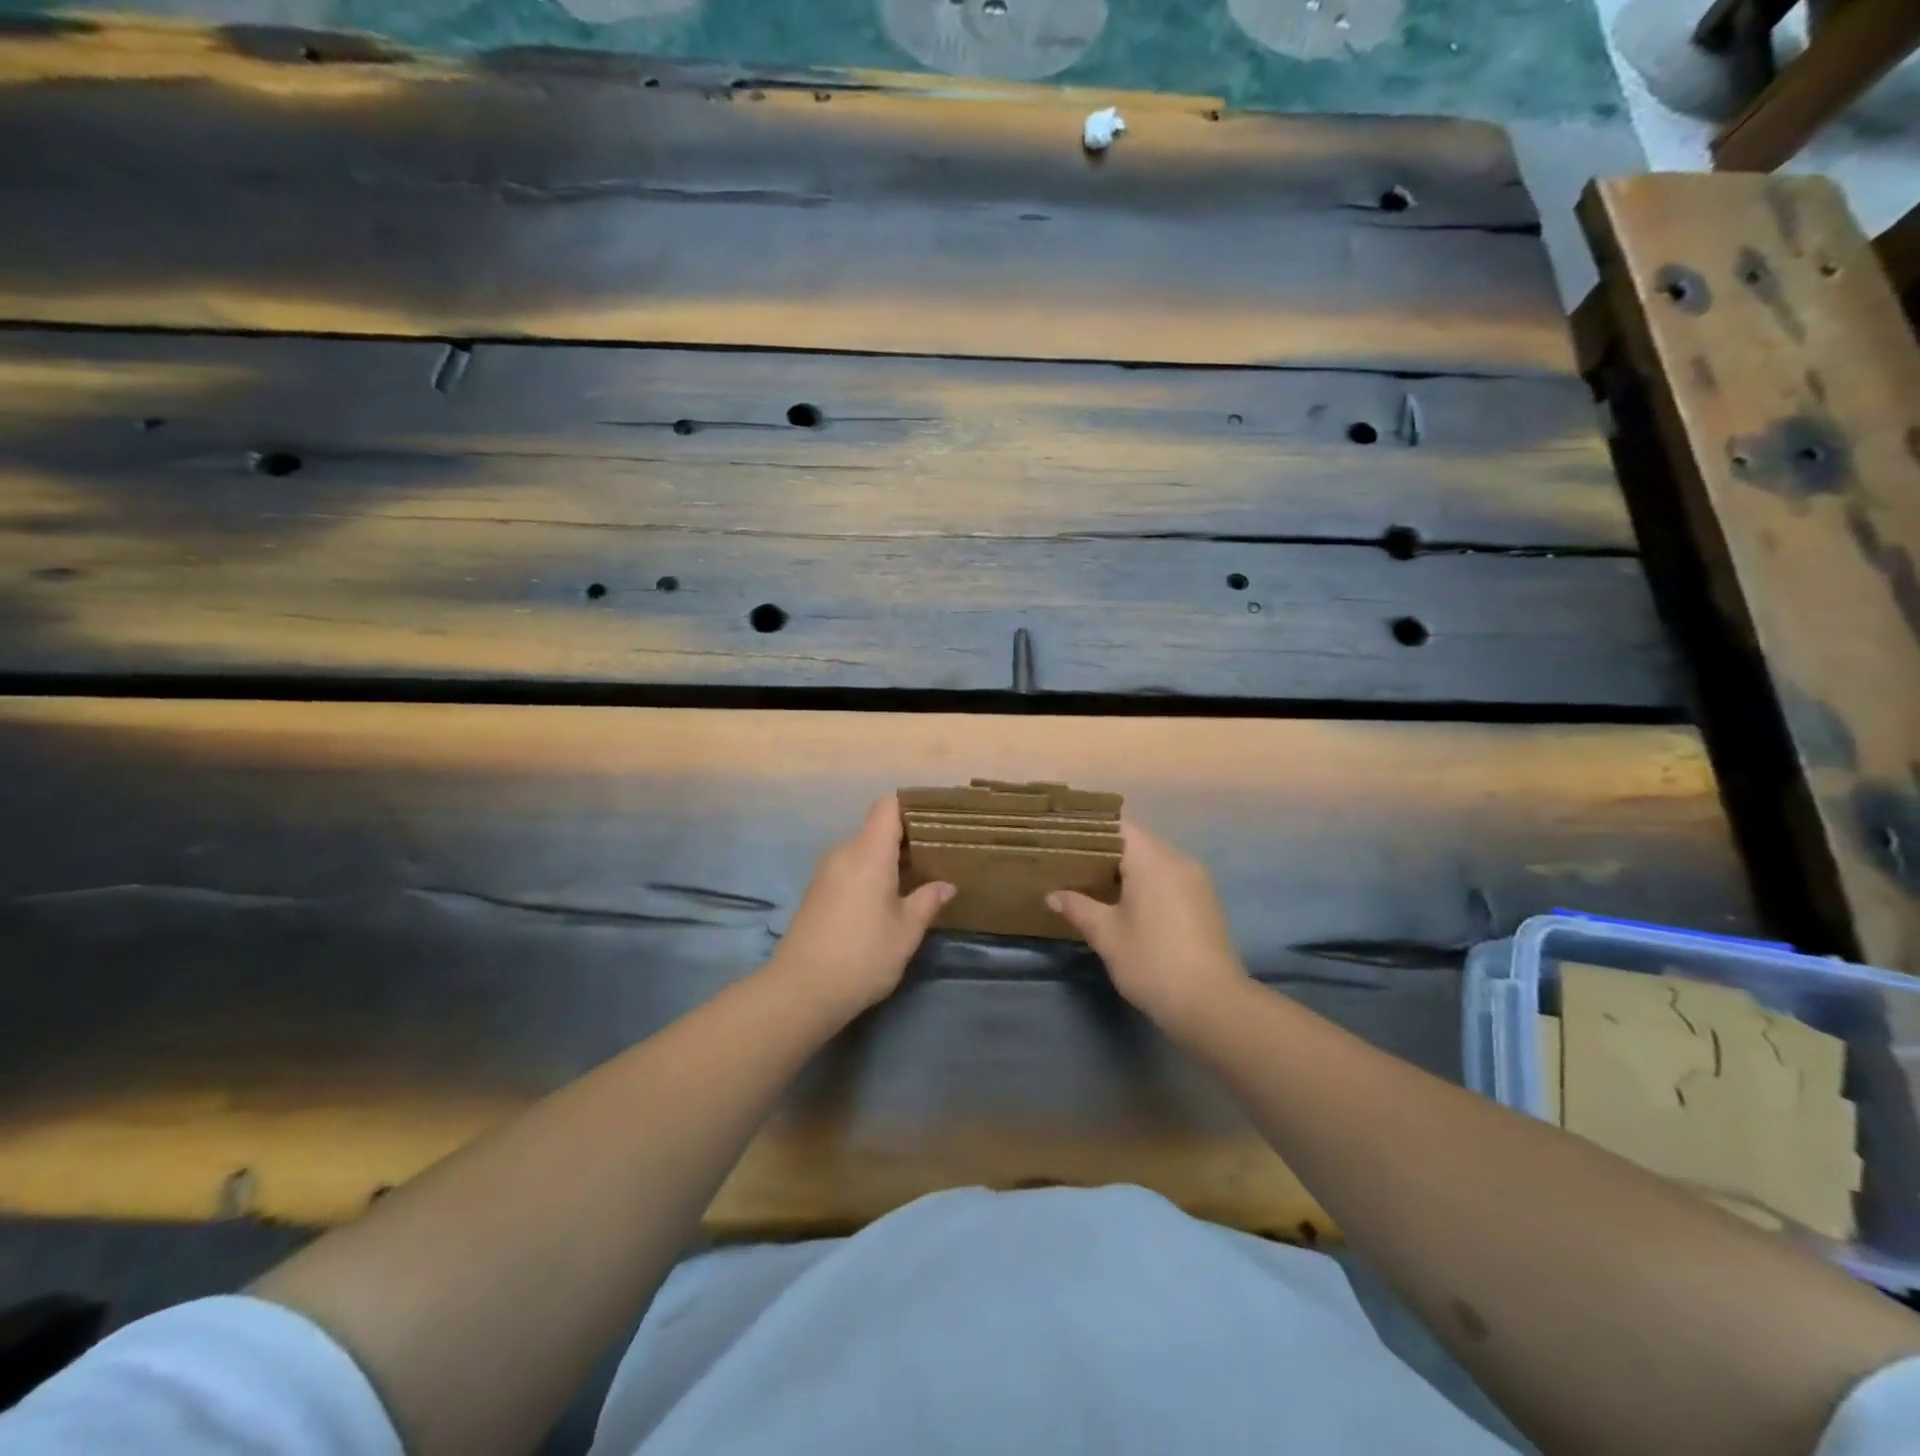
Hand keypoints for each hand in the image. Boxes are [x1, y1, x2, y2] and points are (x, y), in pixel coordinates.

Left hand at [768, 795, 954, 1016]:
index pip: (887, 807)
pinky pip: (849, 868)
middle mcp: (844, 853)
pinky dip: (869, 874)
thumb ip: (928, 901)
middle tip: (934, 856)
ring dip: (886, 859)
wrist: (801, 990)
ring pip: (862, 850)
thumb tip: (946, 885)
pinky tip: (884, 900)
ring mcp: (825, 872)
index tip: (935, 820)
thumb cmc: (862, 956)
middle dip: (905, 838)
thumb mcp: (906, 932)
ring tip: (914, 879)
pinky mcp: (816, 892)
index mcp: (869, 853)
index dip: (911, 806)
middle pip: (875, 828)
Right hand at [1048, 820, 1246, 1034]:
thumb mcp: (1107, 936)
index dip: (1090, 830)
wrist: (1212, 1005)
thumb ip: (1078, 908)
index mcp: (1153, 860)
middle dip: (1105, 851)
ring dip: (1127, 868)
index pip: (1118, 826)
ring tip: (1094, 883)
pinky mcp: (1205, 901)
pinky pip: (1169, 877)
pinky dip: (1147, 882)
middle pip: (1137, 841)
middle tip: (1072, 864)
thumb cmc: (1152, 962)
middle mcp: (1178, 860)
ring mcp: (1196, 880)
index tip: (1065, 839)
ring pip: (1154, 860)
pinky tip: (1127, 904)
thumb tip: (1052, 895)